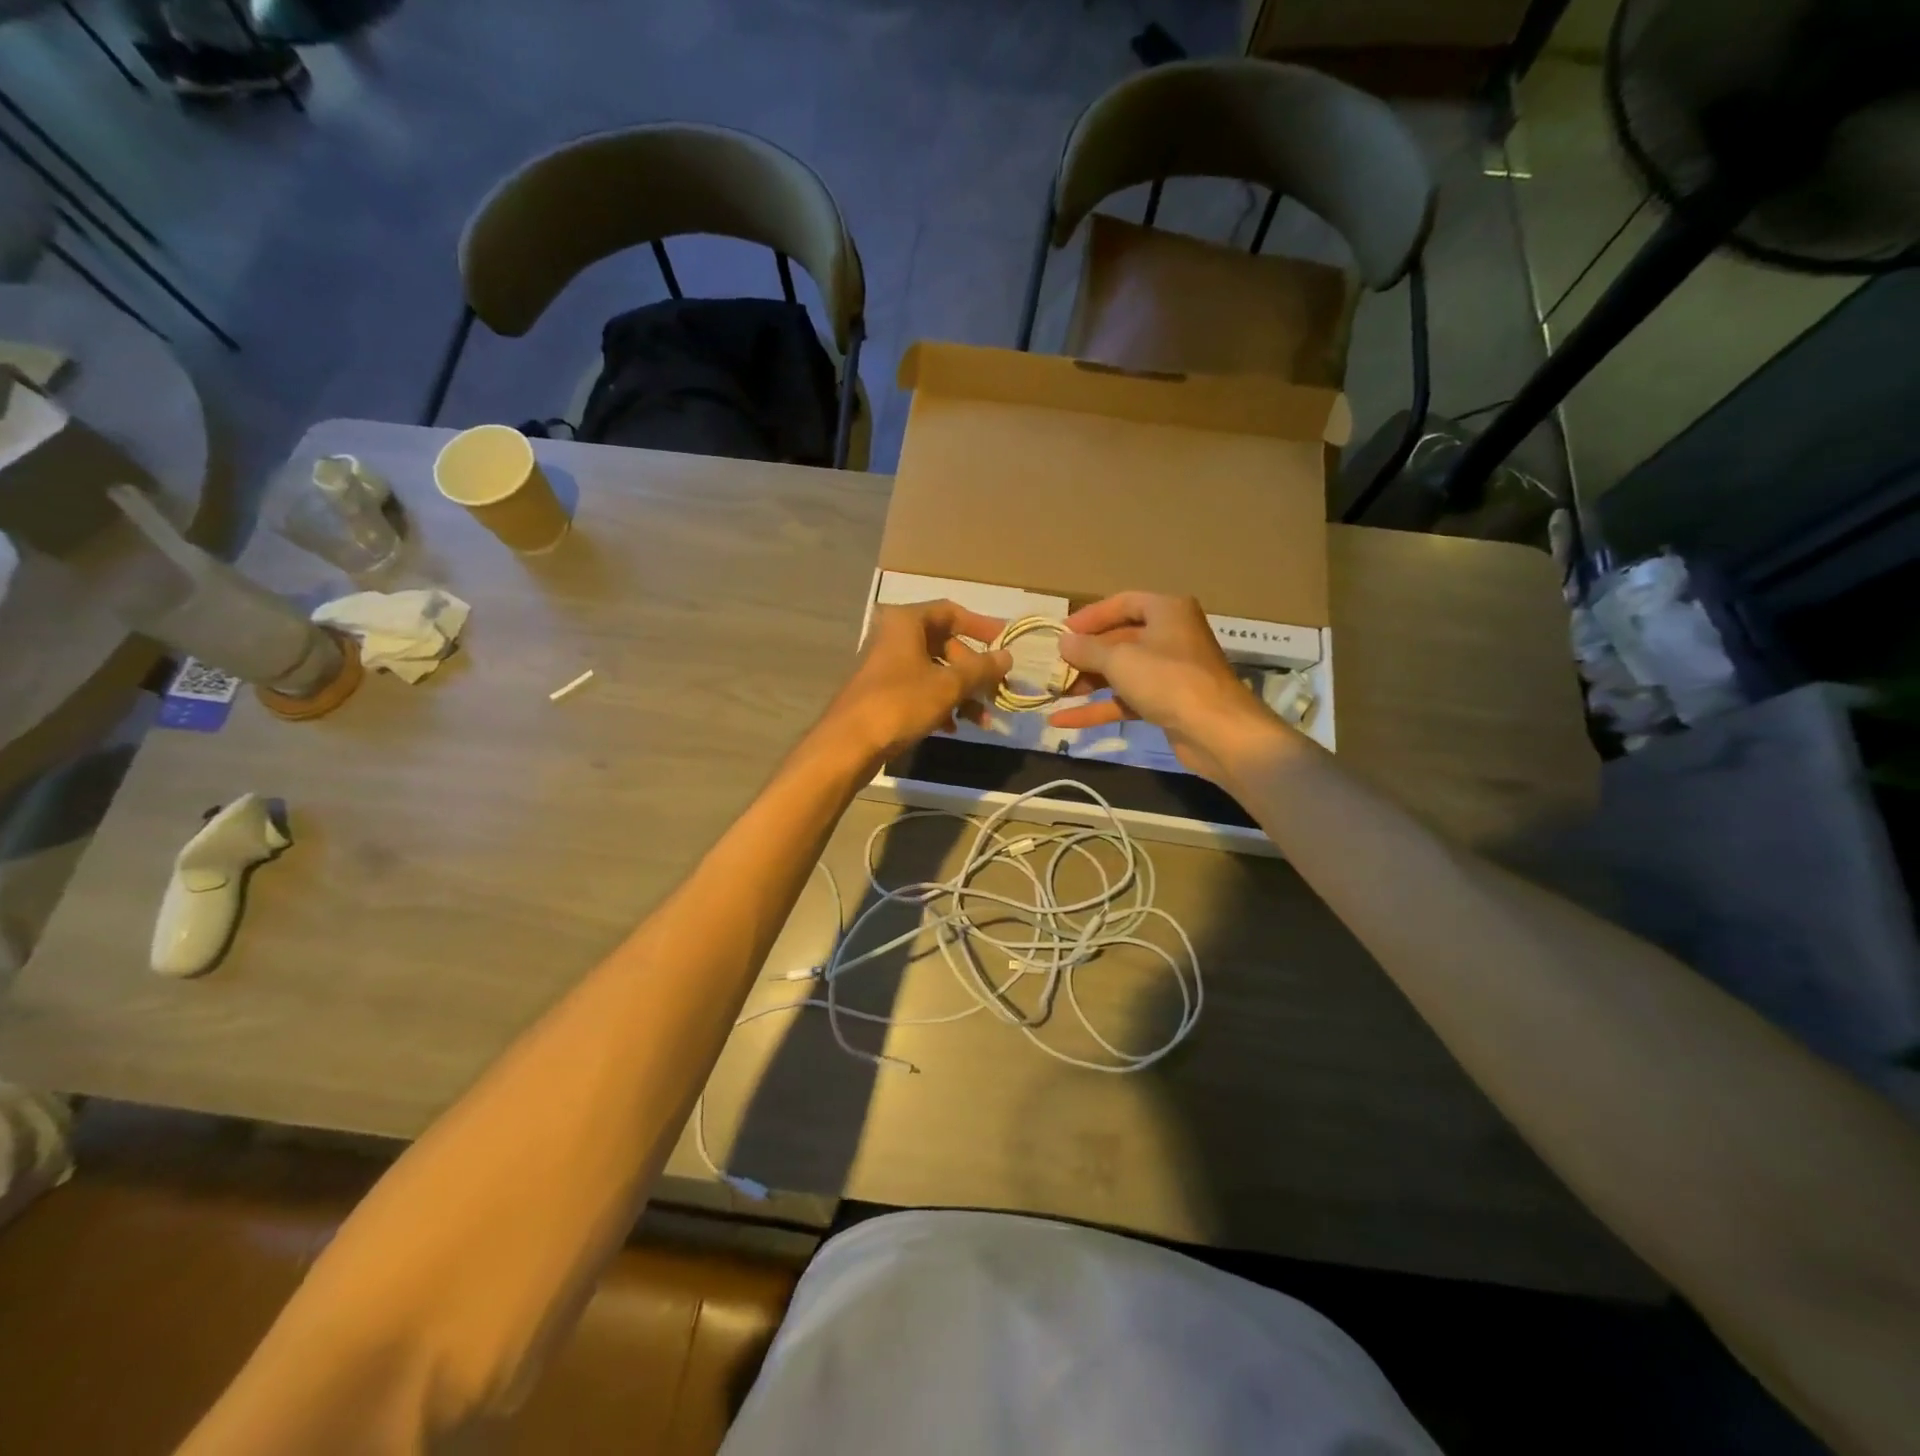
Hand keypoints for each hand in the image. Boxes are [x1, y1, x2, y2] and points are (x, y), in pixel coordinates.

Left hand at [820, 600, 1010, 763]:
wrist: (849, 744)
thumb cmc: (900, 703)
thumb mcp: (948, 685)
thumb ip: (981, 669)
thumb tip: (1007, 657)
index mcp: (906, 622)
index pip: (951, 611)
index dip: (981, 625)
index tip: (1004, 642)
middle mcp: (894, 637)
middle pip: (945, 645)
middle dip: (974, 670)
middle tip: (996, 690)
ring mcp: (887, 666)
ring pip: (934, 671)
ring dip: (961, 692)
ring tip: (982, 719)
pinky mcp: (883, 693)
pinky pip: (920, 690)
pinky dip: (940, 704)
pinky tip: (953, 727)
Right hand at [1048, 592, 1284, 781]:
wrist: (1216, 730)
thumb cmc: (1167, 680)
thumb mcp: (1119, 659)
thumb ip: (1087, 649)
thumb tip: (1063, 642)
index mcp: (1166, 612)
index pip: (1123, 603)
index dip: (1091, 616)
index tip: (1062, 632)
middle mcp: (1170, 636)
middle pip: (1119, 639)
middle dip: (1085, 655)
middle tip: (1054, 666)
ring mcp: (1169, 672)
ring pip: (1121, 672)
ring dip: (1087, 682)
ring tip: (1053, 693)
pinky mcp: (1166, 703)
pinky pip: (1126, 699)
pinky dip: (1098, 708)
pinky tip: (1063, 721)